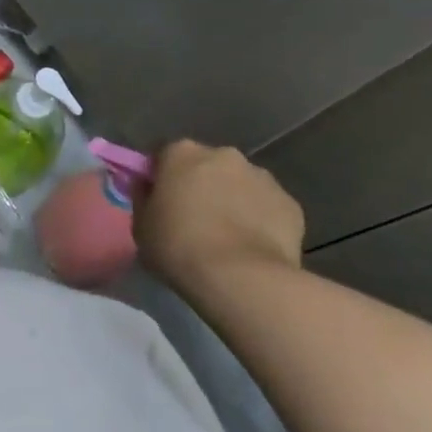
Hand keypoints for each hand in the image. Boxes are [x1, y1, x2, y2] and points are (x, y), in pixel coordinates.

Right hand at [133, 141, 305, 292]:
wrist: (241, 278)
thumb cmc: (179, 247)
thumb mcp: (141, 226)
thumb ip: (144, 199)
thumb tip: (148, 187)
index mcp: (182, 153)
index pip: (164, 154)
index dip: (160, 176)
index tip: (159, 200)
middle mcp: (223, 154)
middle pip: (206, 165)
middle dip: (201, 185)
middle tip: (194, 219)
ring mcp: (262, 177)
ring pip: (241, 184)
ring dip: (232, 200)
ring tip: (228, 238)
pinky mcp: (290, 203)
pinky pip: (267, 207)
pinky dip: (260, 220)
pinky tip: (253, 248)